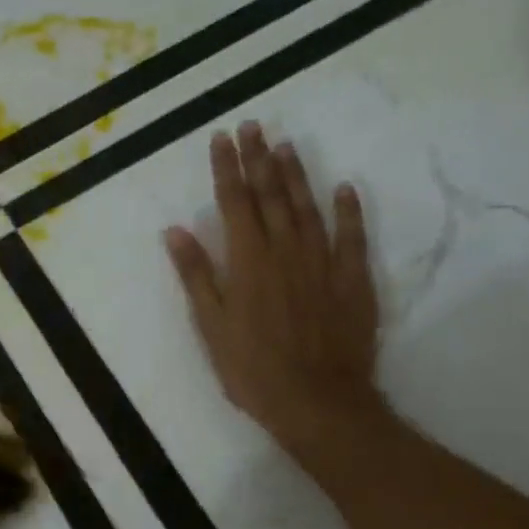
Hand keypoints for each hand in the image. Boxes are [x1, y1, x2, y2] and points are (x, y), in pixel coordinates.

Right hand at [164, 122, 386, 465]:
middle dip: (259, 159)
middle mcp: (285, 252)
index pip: (235, 203)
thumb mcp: (211, 327)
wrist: (317, 402)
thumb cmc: (252, 369)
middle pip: (271, 196)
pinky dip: (348, 211)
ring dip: (297, 174)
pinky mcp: (353, 281)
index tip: (222, 138)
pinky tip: (344, 189)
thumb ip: (196, 275)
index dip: (228, 168)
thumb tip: (176, 231)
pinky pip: (352, 237)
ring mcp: (323, 264)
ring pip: (308, 208)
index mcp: (247, 262)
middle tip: (253, 126)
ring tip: (286, 144)